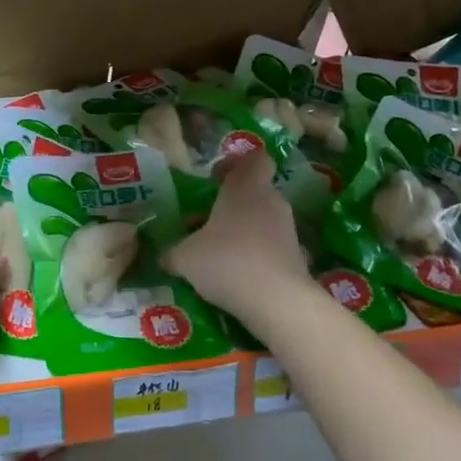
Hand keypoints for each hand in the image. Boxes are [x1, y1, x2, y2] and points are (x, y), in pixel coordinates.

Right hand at [164, 150, 309, 319]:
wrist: (277, 301)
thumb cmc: (226, 262)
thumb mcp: (184, 258)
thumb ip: (172, 253)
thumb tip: (163, 256)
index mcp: (245, 189)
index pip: (254, 159)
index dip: (237, 164)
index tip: (216, 179)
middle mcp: (270, 202)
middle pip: (255, 192)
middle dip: (233, 204)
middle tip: (207, 221)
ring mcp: (287, 229)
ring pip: (263, 219)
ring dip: (243, 231)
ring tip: (218, 253)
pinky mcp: (297, 256)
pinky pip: (271, 246)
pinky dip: (256, 255)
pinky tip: (236, 275)